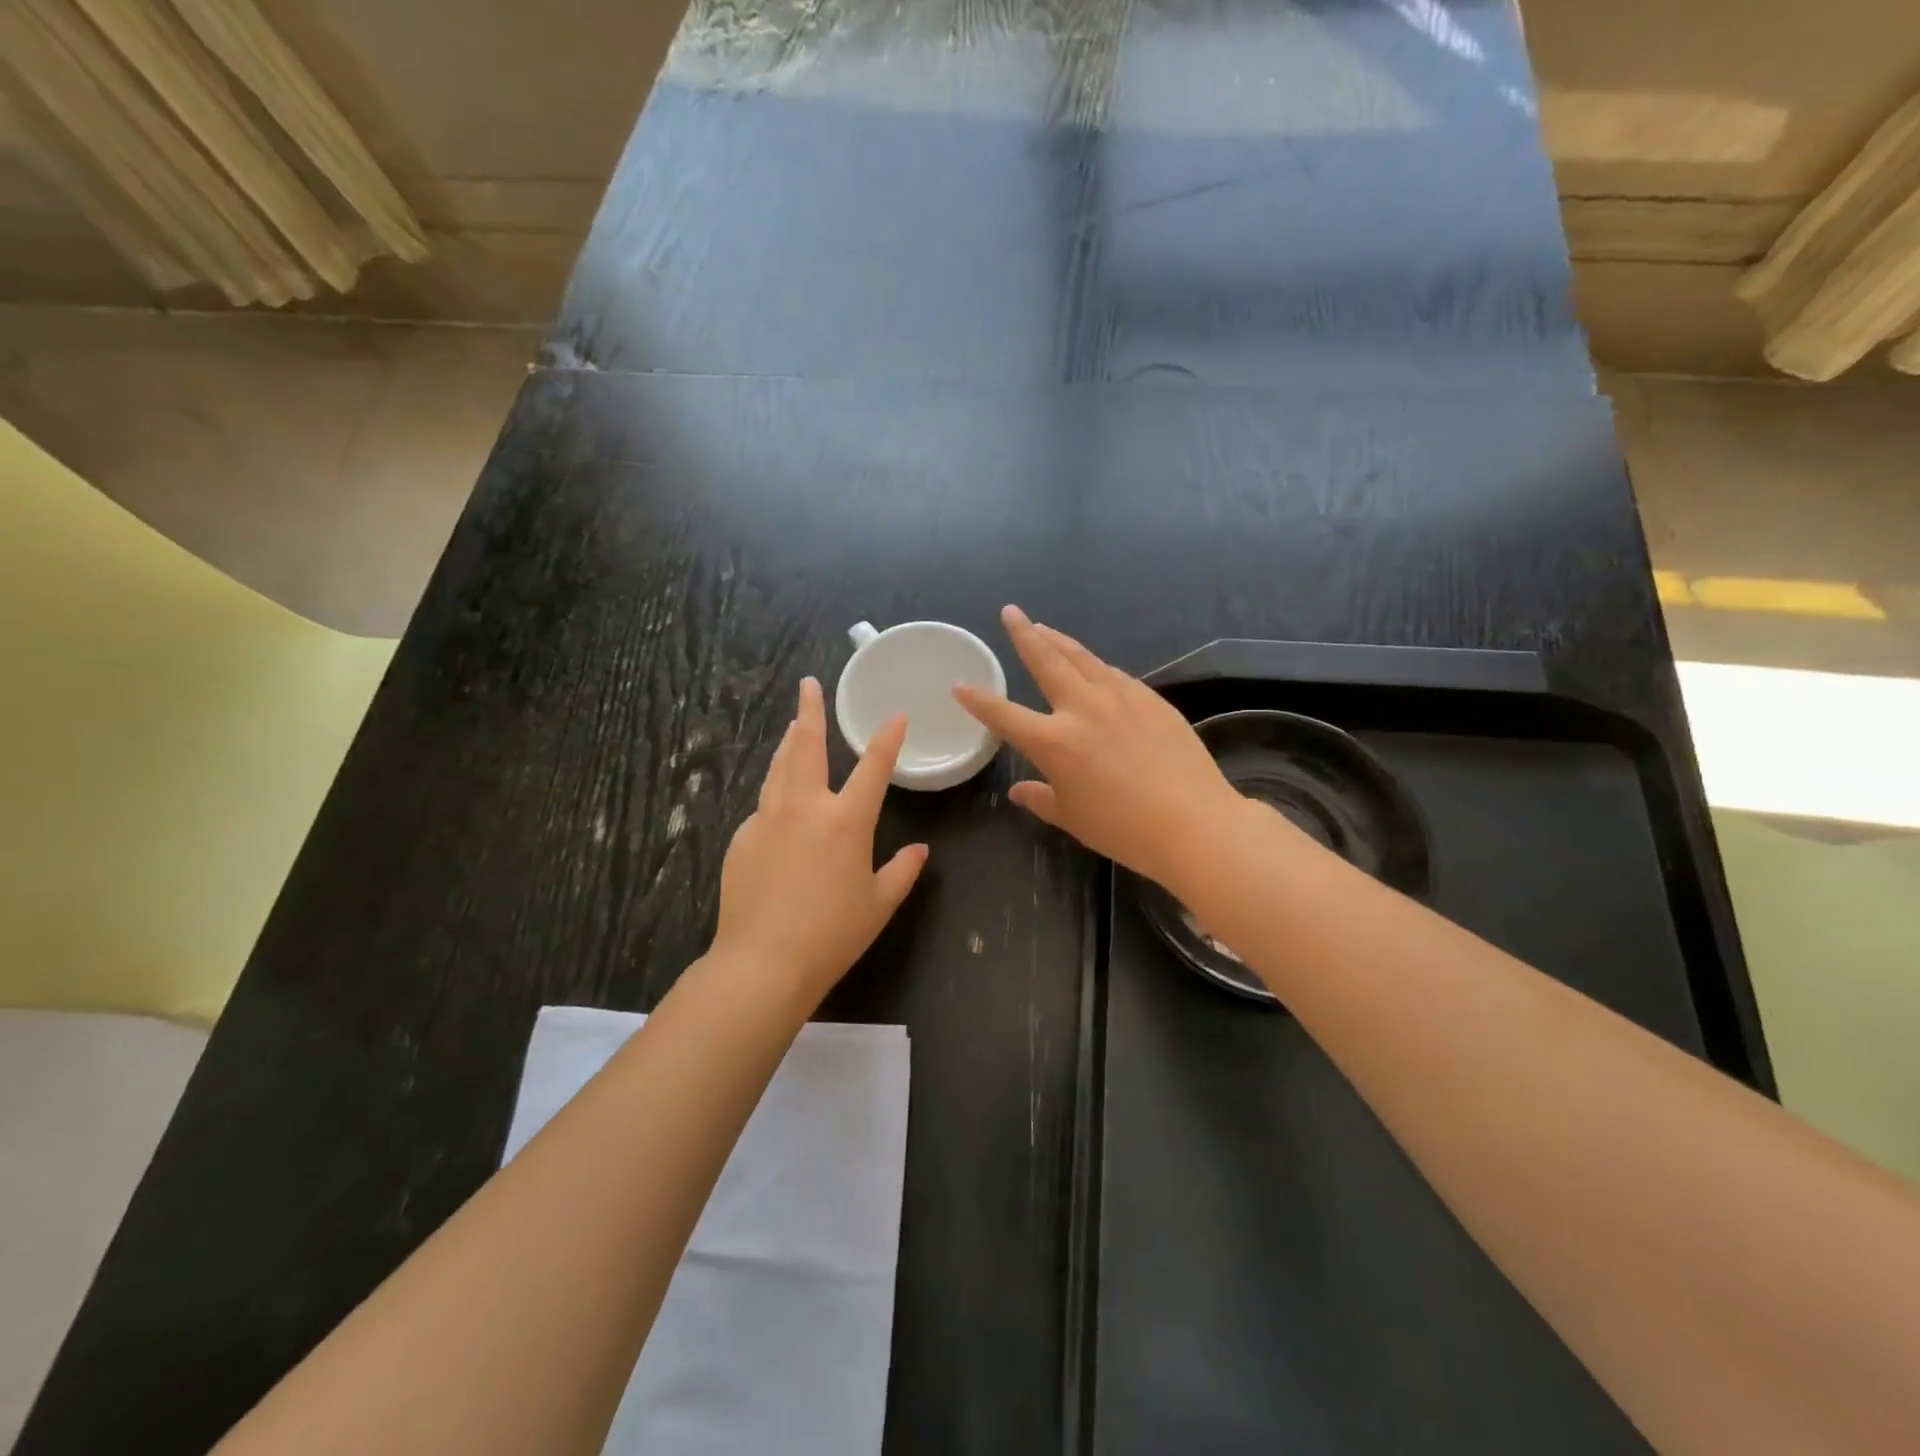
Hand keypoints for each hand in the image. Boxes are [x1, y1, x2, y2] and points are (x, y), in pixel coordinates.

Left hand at [711, 678, 928, 1004]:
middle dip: (810, 711)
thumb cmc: (832, 934)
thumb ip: (902, 872)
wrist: (762, 962)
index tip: (895, 715)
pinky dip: (775, 794)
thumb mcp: (879, 904)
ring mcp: (767, 820)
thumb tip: (920, 850)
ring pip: (778, 769)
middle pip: (807, 747)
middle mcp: (805, 807)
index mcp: (846, 820)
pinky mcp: (742, 839)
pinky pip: (763, 807)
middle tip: (808, 685)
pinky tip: (778, 806)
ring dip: (789, 744)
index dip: (887, 738)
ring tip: (793, 726)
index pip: (873, 767)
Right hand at [954, 606, 1243, 892]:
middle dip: (1024, 634)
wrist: (1193, 822)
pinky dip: (1096, 666)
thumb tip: (1020, 790)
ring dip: (1060, 641)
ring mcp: (1120, 698)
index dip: (978, 700)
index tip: (960, 685)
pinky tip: (1095, 667)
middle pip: (1046, 660)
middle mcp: (1082, 709)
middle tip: (1011, 612)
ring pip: (1082, 658)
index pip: (1004, 714)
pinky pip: (1114, 675)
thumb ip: (1041, 799)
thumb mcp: (1073, 818)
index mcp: (1053, 742)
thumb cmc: (1123, 829)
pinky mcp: (1150, 699)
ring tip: (1045, 628)